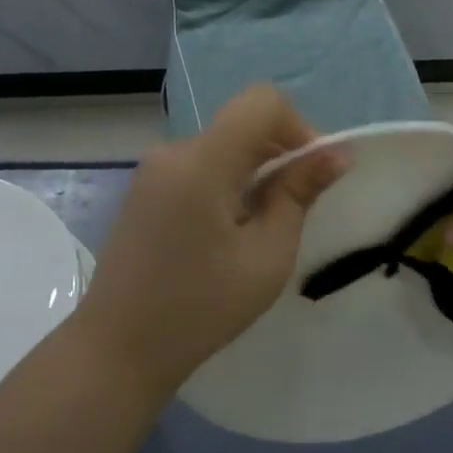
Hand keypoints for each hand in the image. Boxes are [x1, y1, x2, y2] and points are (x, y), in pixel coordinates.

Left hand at [76, 86, 342, 395]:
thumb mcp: (266, 256)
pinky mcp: (145, 190)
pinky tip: (227, 233)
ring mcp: (153, 170)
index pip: (262, 103)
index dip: (298, 127)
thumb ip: (299, 195)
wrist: (117, 350)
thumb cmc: (200, 308)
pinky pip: (199, 165)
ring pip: (223, 146)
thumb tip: (335, 154)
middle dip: (279, 154)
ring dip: (254, 172)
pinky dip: (227, 182)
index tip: (310, 175)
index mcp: (202, 162)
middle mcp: (173, 152)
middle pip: (242, 124)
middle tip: (295, 210)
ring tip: (260, 229)